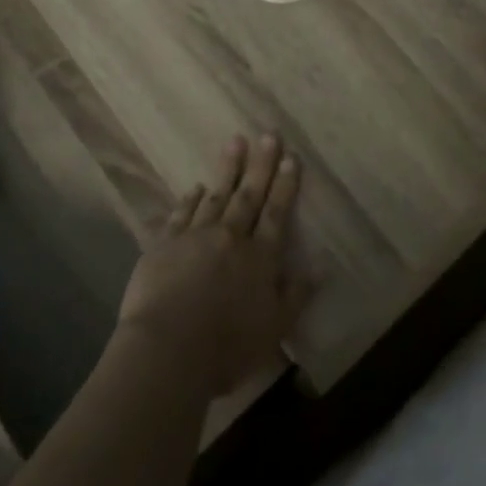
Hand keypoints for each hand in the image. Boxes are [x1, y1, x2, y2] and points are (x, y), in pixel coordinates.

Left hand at [116, 134, 309, 396]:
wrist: (168, 350)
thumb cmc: (227, 347)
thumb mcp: (274, 328)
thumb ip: (296, 295)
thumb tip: (320, 266)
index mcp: (259, 258)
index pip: (276, 213)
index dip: (285, 185)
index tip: (291, 158)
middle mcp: (230, 238)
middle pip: (249, 195)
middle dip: (261, 164)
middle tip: (268, 135)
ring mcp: (195, 237)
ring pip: (216, 195)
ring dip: (227, 169)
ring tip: (236, 141)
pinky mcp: (164, 244)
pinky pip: (181, 214)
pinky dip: (189, 199)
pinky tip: (195, 186)